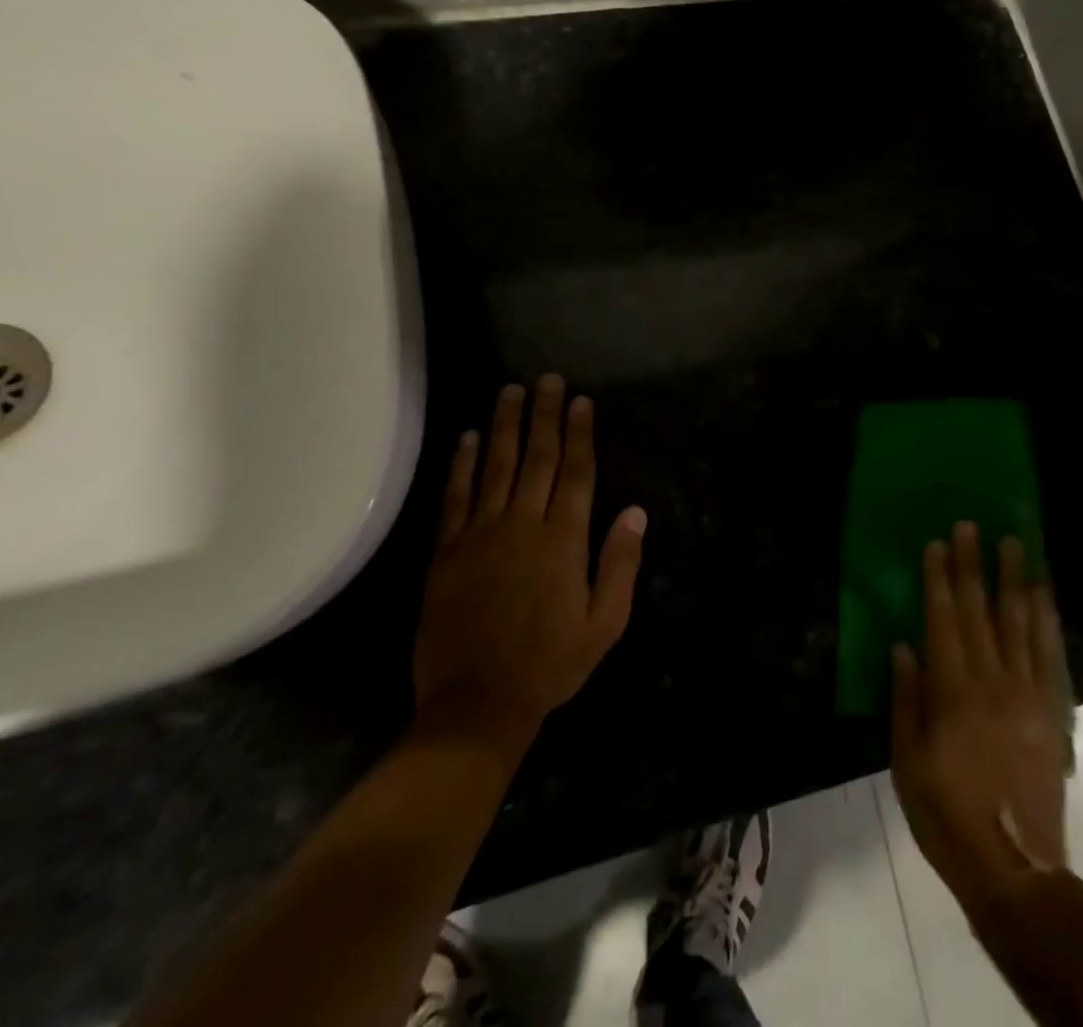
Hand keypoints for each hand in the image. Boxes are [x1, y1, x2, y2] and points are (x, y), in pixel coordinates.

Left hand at [412, 375, 646, 745]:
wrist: (476, 705)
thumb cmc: (551, 664)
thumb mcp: (605, 623)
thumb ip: (620, 564)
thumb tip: (635, 512)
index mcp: (564, 540)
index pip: (576, 472)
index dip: (579, 433)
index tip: (580, 401)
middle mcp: (523, 525)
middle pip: (537, 458)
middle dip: (544, 415)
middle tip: (548, 379)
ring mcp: (480, 535)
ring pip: (495, 467)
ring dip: (504, 426)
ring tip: (510, 391)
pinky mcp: (447, 552)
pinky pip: (456, 498)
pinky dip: (462, 464)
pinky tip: (467, 438)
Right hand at [890, 522, 1068, 914]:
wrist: (1015, 865)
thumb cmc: (947, 815)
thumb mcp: (907, 763)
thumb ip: (906, 700)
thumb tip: (903, 646)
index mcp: (952, 693)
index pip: (943, 620)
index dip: (940, 579)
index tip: (938, 543)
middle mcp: (991, 681)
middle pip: (980, 611)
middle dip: (974, 565)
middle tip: (972, 525)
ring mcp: (1027, 692)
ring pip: (1019, 622)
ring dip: (1014, 579)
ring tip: (1013, 543)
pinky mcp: (1051, 709)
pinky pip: (1049, 653)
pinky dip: (1046, 618)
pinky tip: (1043, 593)